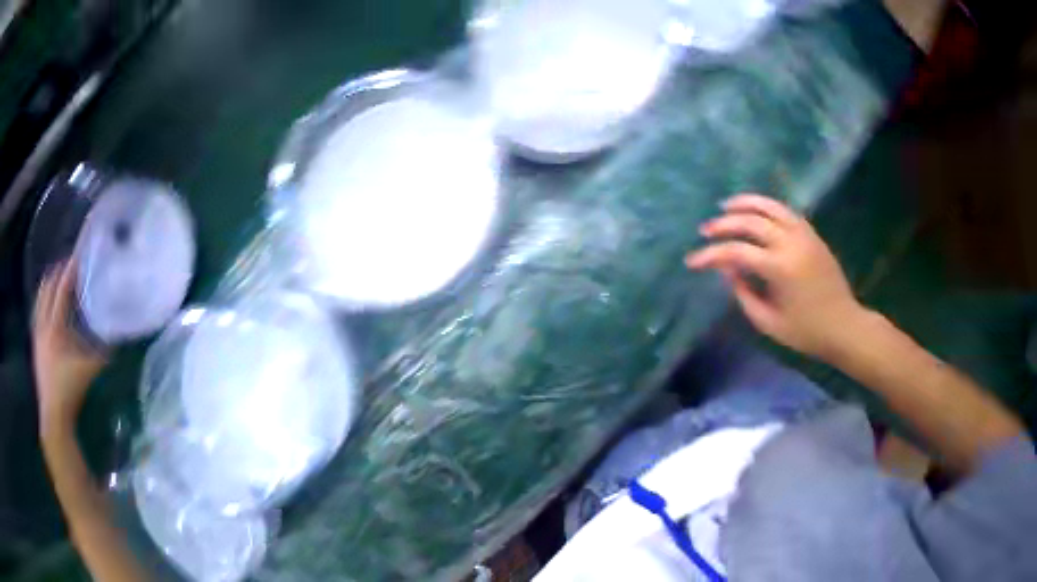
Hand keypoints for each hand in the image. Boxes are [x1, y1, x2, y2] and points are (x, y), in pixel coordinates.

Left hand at [33, 260, 105, 434]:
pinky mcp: (35, 345)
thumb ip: (103, 353)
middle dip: (57, 274)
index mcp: (55, 326)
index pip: (61, 290)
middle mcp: (43, 324)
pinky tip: (47, 307)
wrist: (53, 414)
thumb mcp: (89, 370)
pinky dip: (42, 303)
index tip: (78, 257)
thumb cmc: (70, 390)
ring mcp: (37, 334)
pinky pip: (37, 314)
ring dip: (48, 287)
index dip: (70, 271)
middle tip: (68, 266)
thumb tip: (118, 338)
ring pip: (39, 300)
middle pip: (46, 289)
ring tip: (56, 281)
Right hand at [685, 193, 867, 360]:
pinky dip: (767, 207)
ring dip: (745, 203)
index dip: (710, 255)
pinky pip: (786, 211)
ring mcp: (804, 235)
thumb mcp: (768, 323)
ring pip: (770, 207)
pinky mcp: (812, 234)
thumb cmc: (806, 332)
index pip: (736, 252)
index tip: (691, 262)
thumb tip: (728, 270)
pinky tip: (755, 212)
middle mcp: (791, 244)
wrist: (844, 326)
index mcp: (780, 269)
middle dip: (724, 224)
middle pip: (750, 222)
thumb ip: (744, 294)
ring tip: (726, 206)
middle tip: (705, 230)